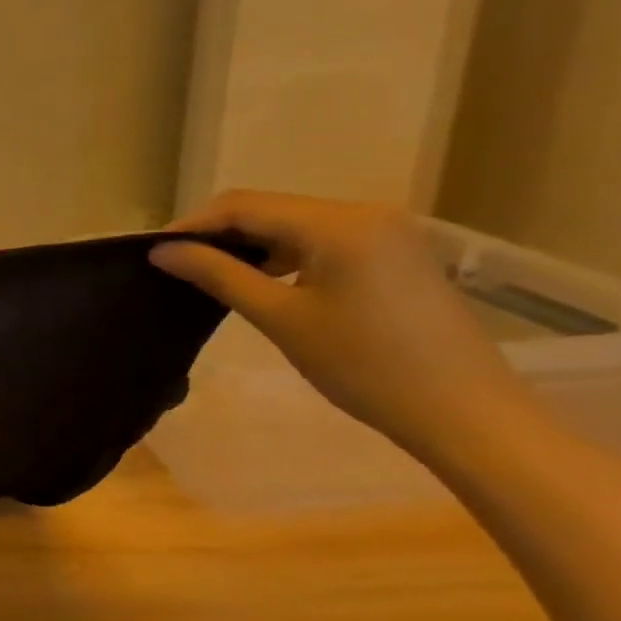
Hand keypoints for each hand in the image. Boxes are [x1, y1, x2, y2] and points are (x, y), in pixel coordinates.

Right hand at [150, 191, 537, 466]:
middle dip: (218, 233)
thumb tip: (162, 251)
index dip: (193, 224)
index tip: (155, 252)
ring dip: (249, 243)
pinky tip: (263, 279)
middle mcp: (364, 212)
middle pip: (269, 208)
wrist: (466, 415)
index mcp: (338, 223)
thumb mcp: (281, 318)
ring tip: (211, 273)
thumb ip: (218, 275)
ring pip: (293, 223)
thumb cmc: (365, 366)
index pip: (244, 206)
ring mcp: (384, 231)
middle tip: (177, 264)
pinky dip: (283, 253)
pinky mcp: (394, 253)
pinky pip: (321, 239)